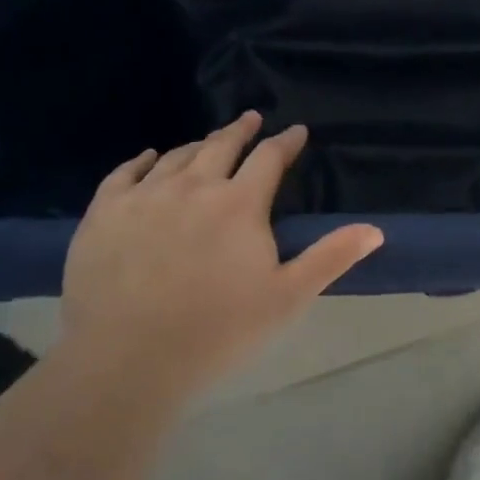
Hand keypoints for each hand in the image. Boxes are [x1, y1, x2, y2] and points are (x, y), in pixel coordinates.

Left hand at [60, 112, 382, 402]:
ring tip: (207, 141)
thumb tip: (375, 229)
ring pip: (176, 156)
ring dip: (198, 145)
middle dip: (241, 130)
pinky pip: (125, 173)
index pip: (269, 158)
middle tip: (251, 118)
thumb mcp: (287, 298)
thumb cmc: (217, 331)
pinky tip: (150, 157)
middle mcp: (193, 186)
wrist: (127, 361)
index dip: (285, 142)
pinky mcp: (104, 213)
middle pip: (221, 146)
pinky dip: (143, 160)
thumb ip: (331, 257)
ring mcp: (144, 196)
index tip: (296, 131)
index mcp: (239, 204)